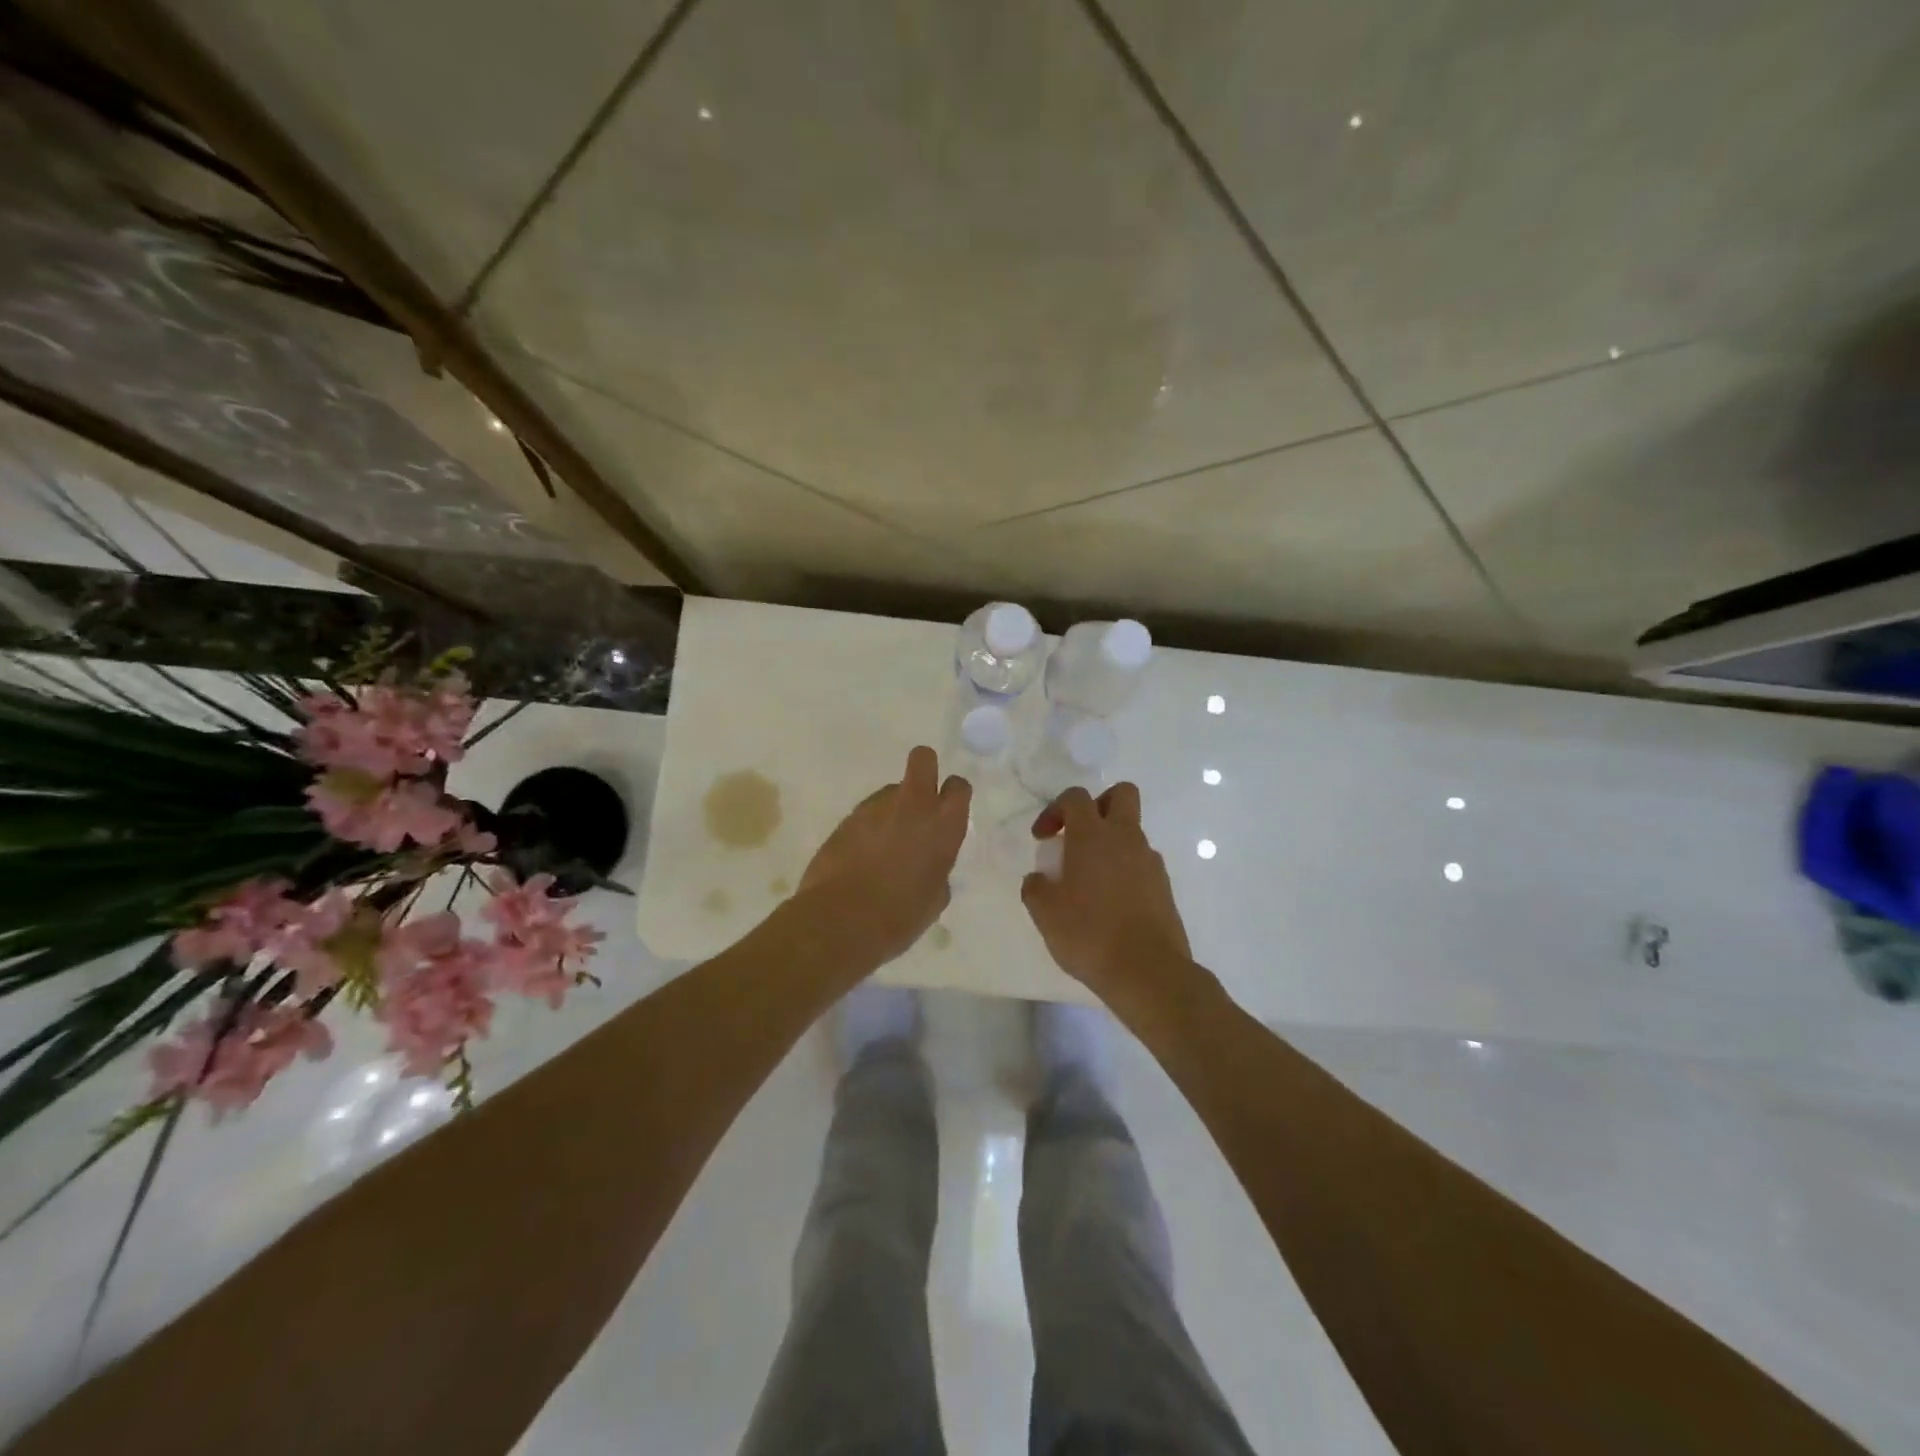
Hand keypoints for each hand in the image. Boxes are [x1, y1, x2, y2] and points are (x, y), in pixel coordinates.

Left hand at [796, 745, 970, 967]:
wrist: (841, 920)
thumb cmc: (900, 917)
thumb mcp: (934, 898)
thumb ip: (937, 869)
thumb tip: (928, 864)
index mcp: (943, 826)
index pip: (958, 787)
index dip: (953, 795)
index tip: (947, 811)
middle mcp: (913, 806)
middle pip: (923, 758)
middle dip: (924, 769)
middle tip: (919, 799)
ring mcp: (875, 807)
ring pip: (890, 791)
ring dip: (891, 809)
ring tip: (882, 847)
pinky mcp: (847, 818)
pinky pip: (866, 814)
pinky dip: (867, 828)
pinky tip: (861, 857)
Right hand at [1022, 783, 1192, 1003]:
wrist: (1148, 971)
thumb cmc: (1089, 934)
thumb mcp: (1046, 913)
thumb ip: (1035, 888)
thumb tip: (1038, 879)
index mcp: (1093, 836)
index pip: (1076, 797)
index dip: (1055, 809)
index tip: (1042, 838)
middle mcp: (1125, 838)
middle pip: (1122, 794)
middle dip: (1099, 805)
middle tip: (1079, 835)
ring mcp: (1150, 862)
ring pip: (1132, 832)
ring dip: (1111, 844)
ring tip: (1090, 880)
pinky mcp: (1164, 887)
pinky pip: (1142, 864)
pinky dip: (1126, 871)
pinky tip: (1111, 903)